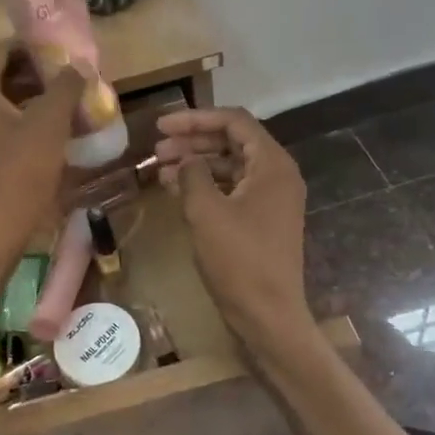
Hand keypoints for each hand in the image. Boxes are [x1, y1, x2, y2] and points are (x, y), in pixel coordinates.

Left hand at [0, 41, 84, 255]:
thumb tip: (78, 64)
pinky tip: (51, 135)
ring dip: (33, 99)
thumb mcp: (49, 125)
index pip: (3, 48)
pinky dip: (23, 122)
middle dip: (38, 74)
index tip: (67, 55)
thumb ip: (65, 87)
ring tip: (69, 105)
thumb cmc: (17, 174)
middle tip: (73, 80)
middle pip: (2, 74)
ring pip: (1, 101)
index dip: (35, 47)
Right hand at [154, 108, 313, 350]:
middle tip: (157, 150)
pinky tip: (177, 190)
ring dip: (196, 163)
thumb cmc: (239, 260)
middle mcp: (277, 174)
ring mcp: (271, 198)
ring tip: (161, 170)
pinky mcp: (262, 218)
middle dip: (193, 141)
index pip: (234, 121)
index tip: (161, 126)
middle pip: (232, 141)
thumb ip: (192, 174)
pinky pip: (232, 188)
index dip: (195, 119)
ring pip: (230, 165)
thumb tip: (185, 159)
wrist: (268, 315)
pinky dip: (205, 185)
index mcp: (272, 164)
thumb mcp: (206, 211)